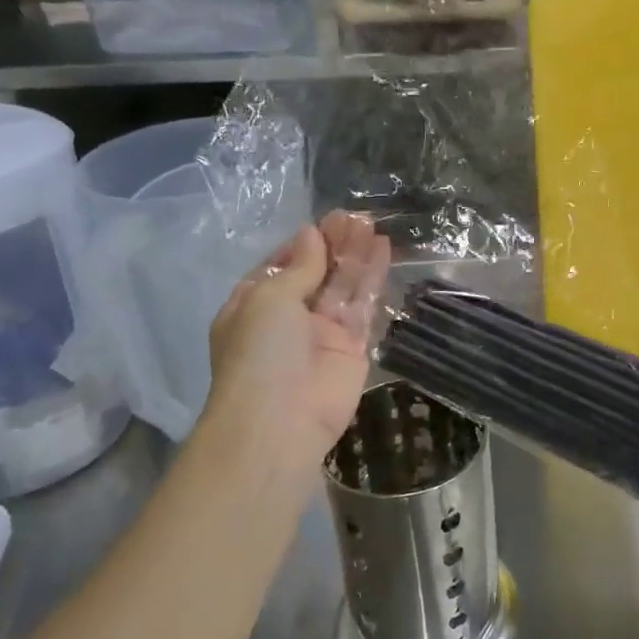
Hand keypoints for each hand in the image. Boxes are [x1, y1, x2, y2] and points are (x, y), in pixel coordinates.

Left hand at [206, 211, 392, 463]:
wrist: (279, 422)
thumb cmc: (260, 352)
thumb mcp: (269, 298)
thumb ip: (299, 266)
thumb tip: (312, 234)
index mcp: (255, 305)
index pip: (282, 266)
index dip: (304, 244)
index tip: (327, 220)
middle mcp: (288, 317)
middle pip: (316, 272)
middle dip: (334, 244)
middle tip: (356, 217)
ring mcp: (322, 333)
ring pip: (342, 285)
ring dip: (356, 255)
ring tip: (372, 223)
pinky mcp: (353, 347)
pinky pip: (364, 306)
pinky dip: (372, 278)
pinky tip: (383, 249)